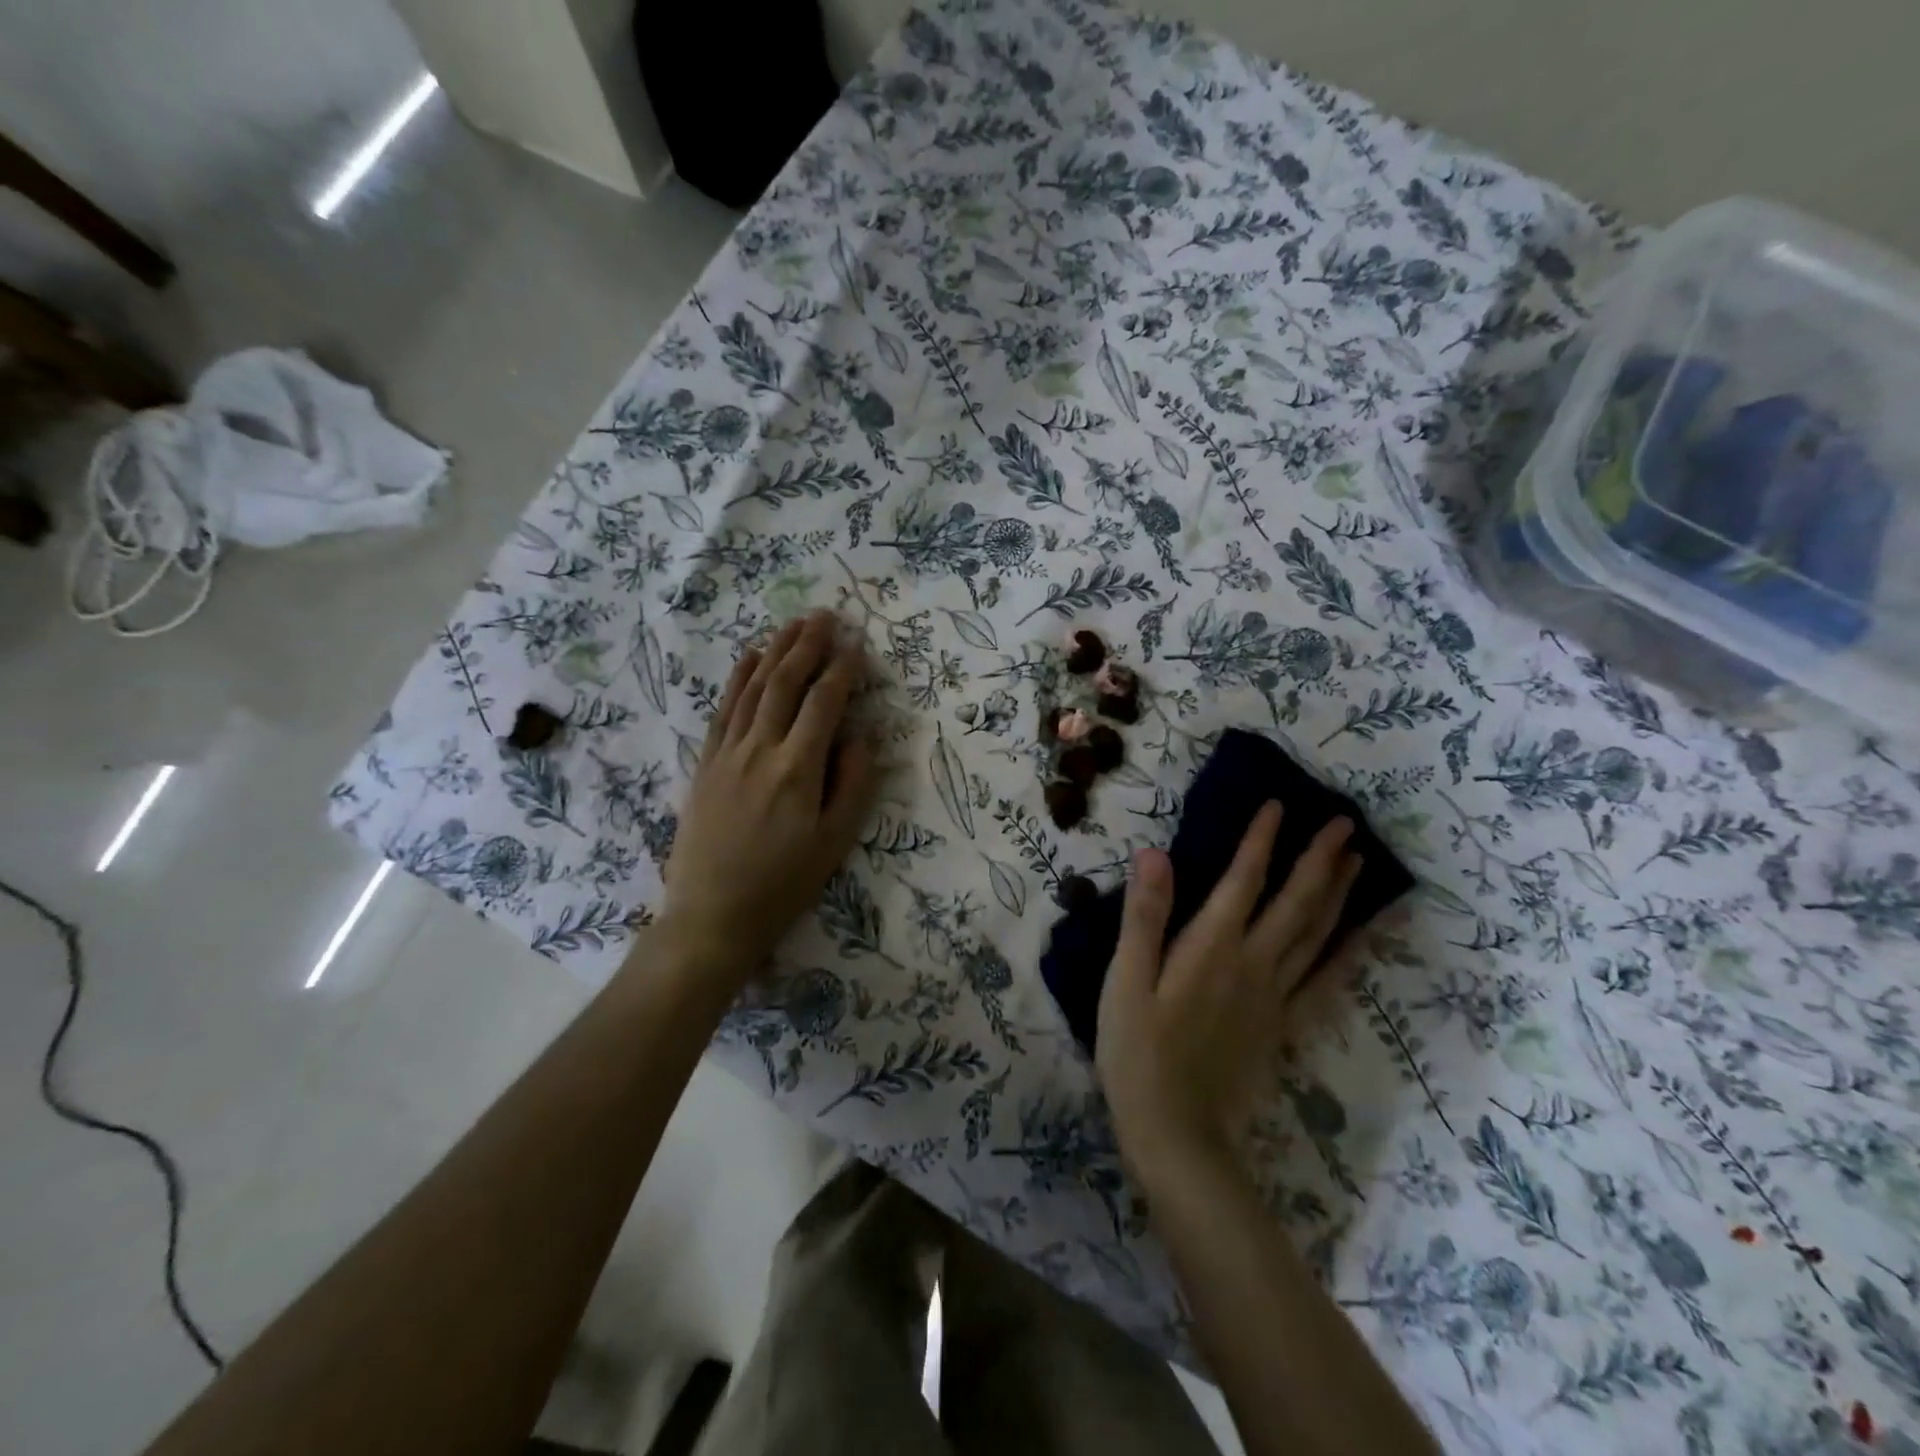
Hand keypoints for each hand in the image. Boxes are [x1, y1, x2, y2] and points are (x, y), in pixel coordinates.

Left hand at [653, 610, 875, 989]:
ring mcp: (727, 753)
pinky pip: (723, 709)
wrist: (712, 916)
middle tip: (826, 615)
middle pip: (785, 684)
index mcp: (798, 768)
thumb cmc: (783, 884)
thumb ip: (853, 783)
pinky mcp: (706, 763)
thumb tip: (860, 734)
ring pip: (753, 688)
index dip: (842, 670)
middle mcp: (760, 749)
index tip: (856, 644)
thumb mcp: (835, 842)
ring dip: (775, 651)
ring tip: (794, 624)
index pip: (823, 703)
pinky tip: (750, 657)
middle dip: (808, 645)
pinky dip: (738, 678)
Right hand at [1096, 803, 1361, 1190]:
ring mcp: (1276, 997)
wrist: (1176, 1133)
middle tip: (1345, 822)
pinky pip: (1325, 980)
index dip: (1260, 840)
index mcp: (1212, 949)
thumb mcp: (1125, 981)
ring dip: (1340, 894)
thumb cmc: (1137, 1052)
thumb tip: (1155, 855)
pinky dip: (1348, 952)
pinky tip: (1362, 937)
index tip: (1278, 804)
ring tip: (1358, 861)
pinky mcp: (1283, 1026)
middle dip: (1320, 859)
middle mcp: (1254, 965)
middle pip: (1296, 903)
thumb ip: (1144, 917)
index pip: (1243, 881)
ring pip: (1318, 936)